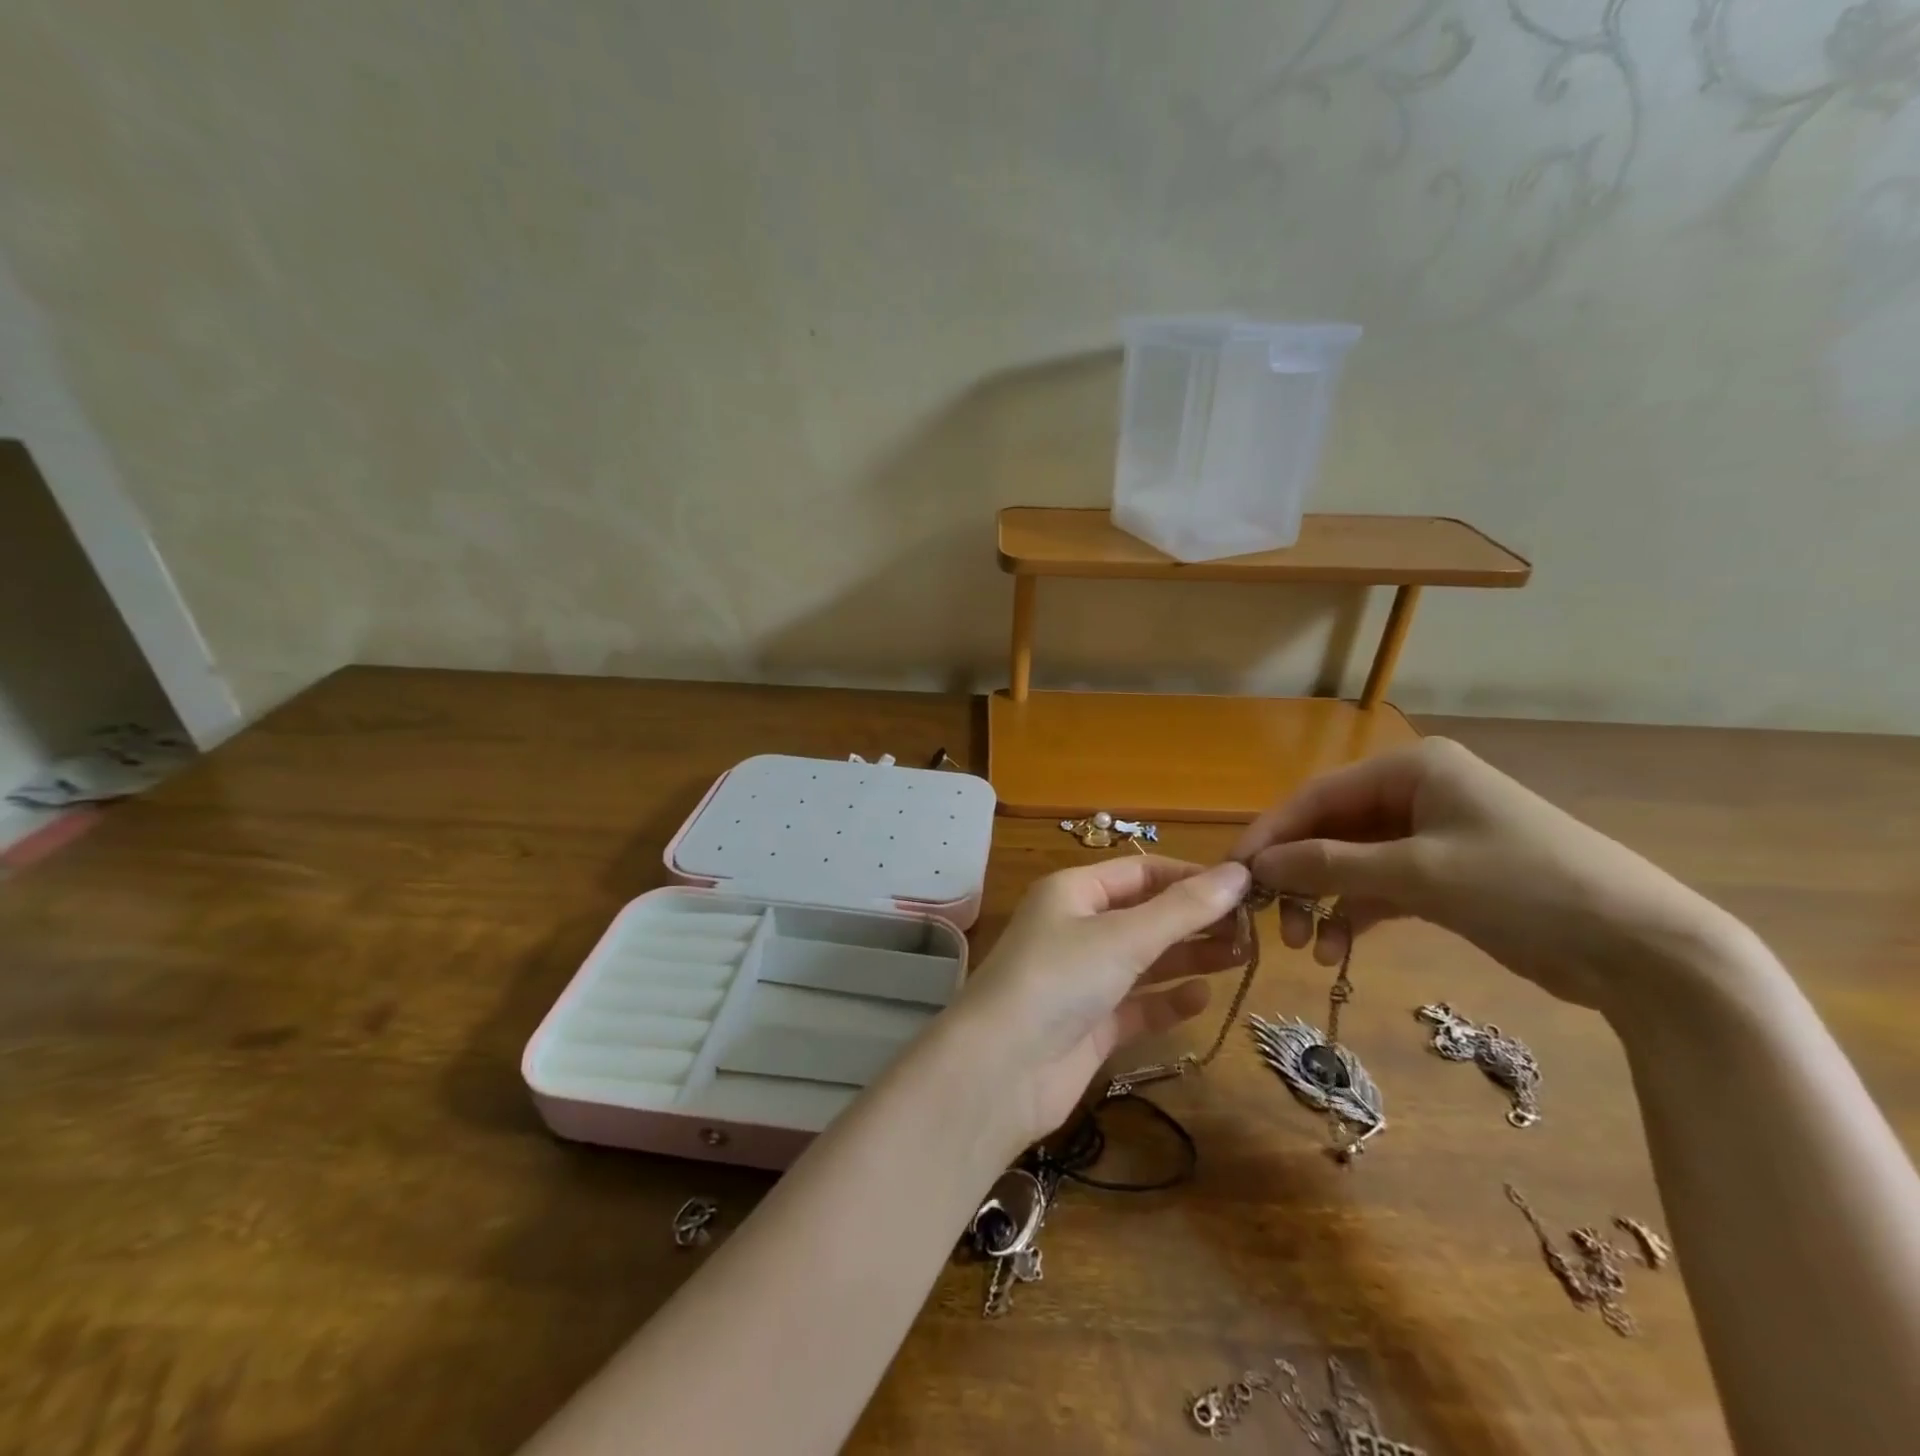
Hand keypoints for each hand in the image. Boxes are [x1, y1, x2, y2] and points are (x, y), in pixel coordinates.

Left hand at [943, 856, 1250, 1144]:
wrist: (1001, 1070)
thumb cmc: (1059, 980)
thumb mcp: (1124, 937)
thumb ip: (1184, 909)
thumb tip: (1239, 873)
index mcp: (1073, 892)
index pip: (1140, 871)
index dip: (1190, 876)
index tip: (1245, 888)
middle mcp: (1076, 929)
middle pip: (1145, 915)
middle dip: (1195, 919)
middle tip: (1253, 929)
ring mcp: (1082, 979)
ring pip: (1145, 960)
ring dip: (1188, 957)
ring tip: (1242, 956)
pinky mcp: (1090, 1025)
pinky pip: (1137, 1005)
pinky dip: (1167, 1001)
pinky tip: (1202, 998)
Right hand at [1231, 737, 1725, 1013]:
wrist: (1645, 951)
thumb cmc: (1524, 888)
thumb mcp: (1417, 874)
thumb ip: (1328, 866)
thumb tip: (1257, 865)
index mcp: (1412, 769)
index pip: (1317, 796)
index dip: (1272, 834)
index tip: (1237, 874)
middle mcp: (1417, 793)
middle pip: (1331, 830)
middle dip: (1299, 875)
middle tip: (1272, 921)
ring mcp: (1432, 835)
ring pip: (1351, 862)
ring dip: (1324, 901)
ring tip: (1306, 946)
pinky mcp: (1446, 876)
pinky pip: (1380, 887)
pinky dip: (1355, 914)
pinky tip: (1337, 948)